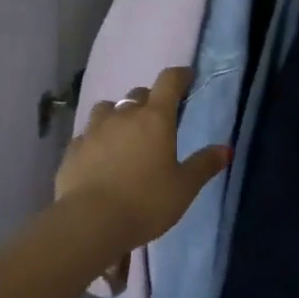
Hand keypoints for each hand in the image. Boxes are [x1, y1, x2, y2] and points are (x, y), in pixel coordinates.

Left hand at [55, 67, 229, 256]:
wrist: (90, 221)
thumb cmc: (146, 202)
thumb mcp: (184, 188)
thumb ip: (203, 165)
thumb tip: (225, 149)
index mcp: (155, 119)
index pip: (169, 82)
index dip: (179, 76)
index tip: (186, 78)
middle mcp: (123, 115)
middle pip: (138, 94)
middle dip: (150, 101)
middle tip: (158, 119)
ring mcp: (94, 130)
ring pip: (108, 109)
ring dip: (119, 115)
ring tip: (125, 134)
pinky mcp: (73, 148)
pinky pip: (88, 134)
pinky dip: (97, 139)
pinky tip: (100, 157)